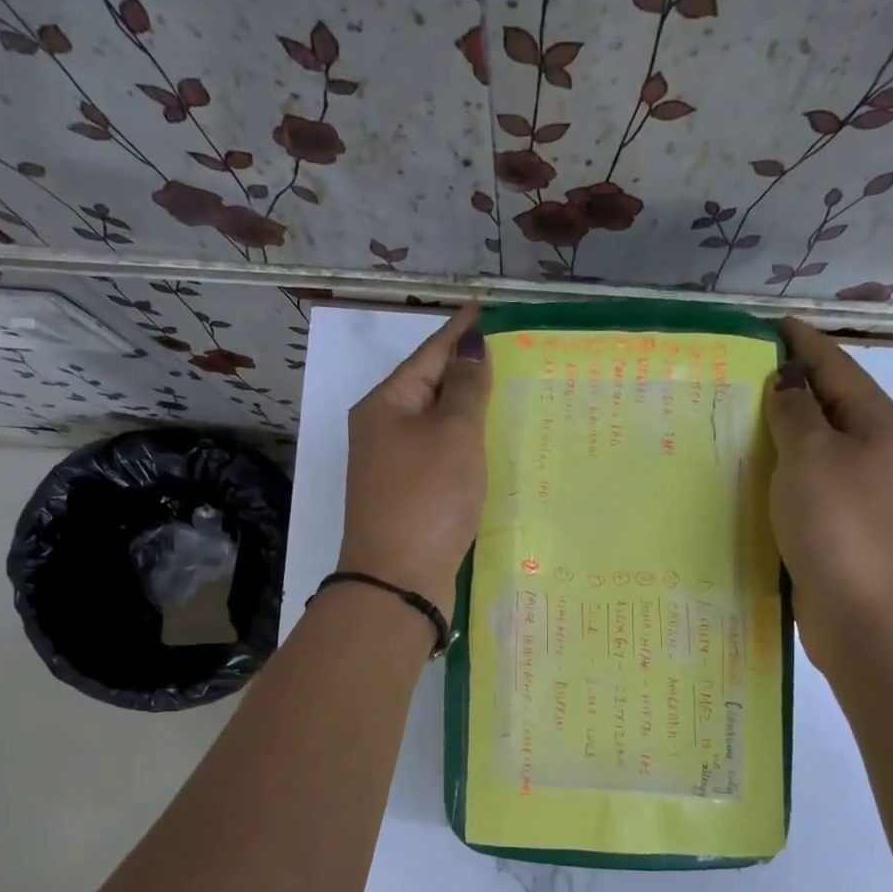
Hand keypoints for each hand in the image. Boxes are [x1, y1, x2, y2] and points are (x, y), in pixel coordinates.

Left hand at [337, 305, 490, 618]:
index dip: (460, 331)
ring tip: (506, 393)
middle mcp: (383, 431)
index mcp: (386, 405)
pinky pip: (440, 457)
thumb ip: (466, 389)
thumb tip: (470, 345)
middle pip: (429, 388)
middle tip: (509, 353)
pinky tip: (489, 446)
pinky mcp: (408, 497)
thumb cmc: (427, 498)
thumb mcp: (453, 435)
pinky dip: (464, 446)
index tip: (487, 310)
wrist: (397, 581)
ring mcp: (393, 467)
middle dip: (466, 370)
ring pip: (436, 425)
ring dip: (467, 410)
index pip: (429, 354)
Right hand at [764, 316, 892, 667]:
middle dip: (790, 385)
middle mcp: (876, 452)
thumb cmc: (838, 525)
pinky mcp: (840, 524)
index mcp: (879, 424)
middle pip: (829, 404)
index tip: (771, 323)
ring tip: (737, 415)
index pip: (837, 367)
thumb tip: (787, 383)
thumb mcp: (811, 456)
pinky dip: (781, 469)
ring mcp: (860, 491)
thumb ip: (796, 412)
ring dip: (781, 429)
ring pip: (815, 445)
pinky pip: (806, 480)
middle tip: (741, 371)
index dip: (804, 342)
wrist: (863, 613)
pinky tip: (750, 470)